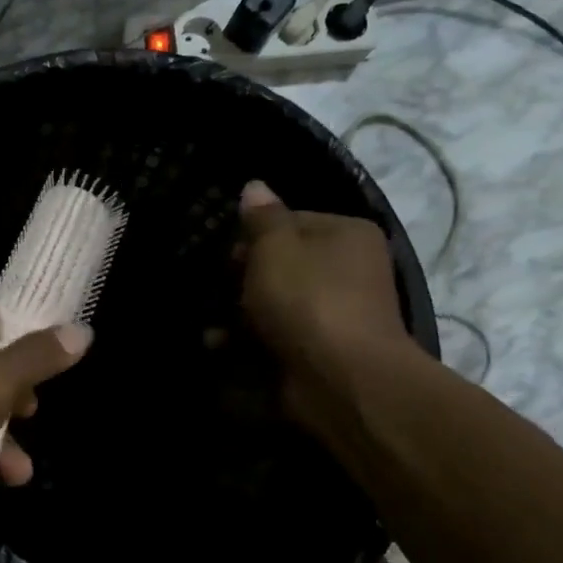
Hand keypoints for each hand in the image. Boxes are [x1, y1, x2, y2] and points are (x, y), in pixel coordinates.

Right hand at [235, 180, 416, 429]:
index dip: (253, 236)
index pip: (290, 221)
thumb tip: (254, 186)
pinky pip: (278, 335)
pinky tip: (222, 347)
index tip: (228, 257)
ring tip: (213, 328)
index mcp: (346, 234)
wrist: (341, 377)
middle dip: (242, 278)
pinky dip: (249, 341)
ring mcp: (336, 312)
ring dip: (239, 313)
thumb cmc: (306, 299)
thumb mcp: (275, 247)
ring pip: (276, 302)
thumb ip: (261, 217)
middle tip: (219, 289)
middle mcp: (348, 269)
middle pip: (281, 264)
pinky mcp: (322, 349)